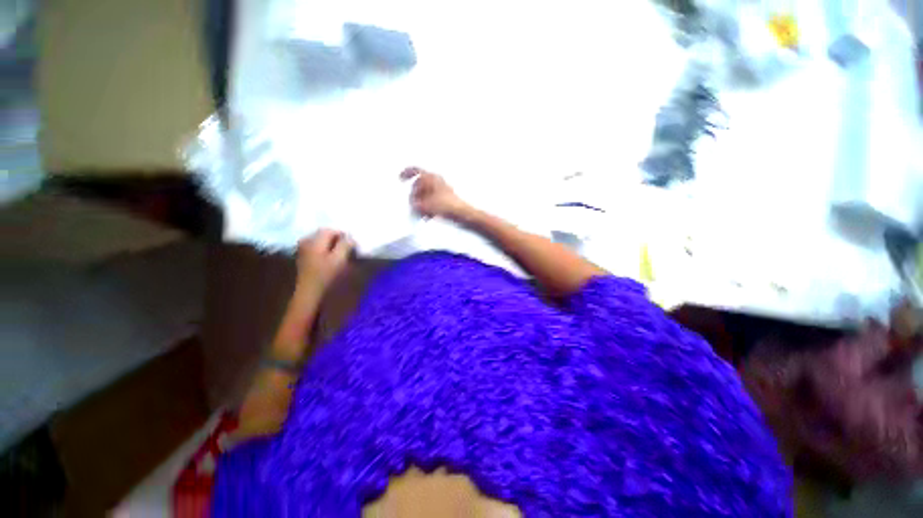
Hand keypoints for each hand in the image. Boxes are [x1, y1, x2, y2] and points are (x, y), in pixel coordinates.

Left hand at [296, 229, 353, 291]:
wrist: (309, 293)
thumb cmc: (325, 276)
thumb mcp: (339, 259)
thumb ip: (345, 245)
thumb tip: (351, 237)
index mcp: (315, 240)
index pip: (331, 230)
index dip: (343, 235)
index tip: (352, 244)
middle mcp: (306, 241)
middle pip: (324, 233)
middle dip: (337, 238)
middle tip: (348, 247)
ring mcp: (303, 249)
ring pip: (320, 240)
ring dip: (331, 244)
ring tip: (341, 252)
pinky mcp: (303, 257)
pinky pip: (316, 247)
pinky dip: (325, 249)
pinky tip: (330, 257)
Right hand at [400, 167, 470, 219]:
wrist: (464, 215)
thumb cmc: (447, 207)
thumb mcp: (426, 206)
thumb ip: (416, 205)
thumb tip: (413, 206)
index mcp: (432, 178)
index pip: (416, 170)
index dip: (407, 173)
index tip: (401, 178)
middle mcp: (437, 182)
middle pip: (419, 185)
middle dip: (415, 196)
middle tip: (414, 205)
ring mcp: (442, 191)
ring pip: (426, 195)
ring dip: (421, 204)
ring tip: (422, 213)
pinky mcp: (446, 200)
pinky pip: (432, 202)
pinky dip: (428, 208)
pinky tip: (429, 216)